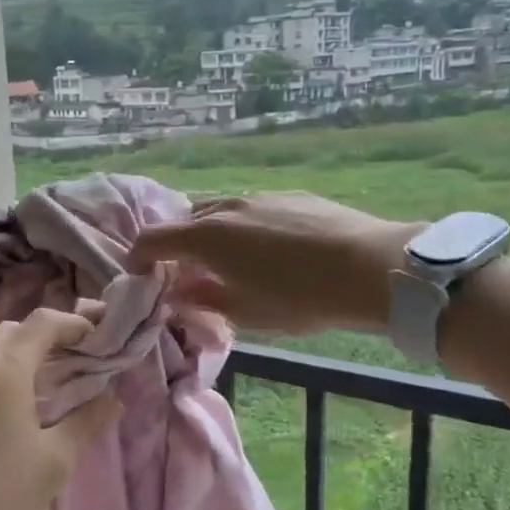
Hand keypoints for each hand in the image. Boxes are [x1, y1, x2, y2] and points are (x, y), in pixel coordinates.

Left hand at [0, 304, 120, 509]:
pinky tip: (8, 407)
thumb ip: (86, 422)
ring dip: (19, 355)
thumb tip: (112, 400)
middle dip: (47, 336)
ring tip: (45, 384)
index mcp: (3, 369)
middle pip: (13, 330)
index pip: (42, 323)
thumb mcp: (54, 461)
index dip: (74, 323)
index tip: (97, 338)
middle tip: (74, 359)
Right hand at [126, 193, 426, 333]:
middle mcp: (226, 208)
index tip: (139, 275)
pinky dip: (244, 228)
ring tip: (231, 263)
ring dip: (212, 235)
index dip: (138, 256)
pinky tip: (271, 251)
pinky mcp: (290, 196)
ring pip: (220, 212)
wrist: (371, 267)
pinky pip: (252, 209)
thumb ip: (203, 300)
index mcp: (207, 237)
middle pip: (185, 221)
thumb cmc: (301, 298)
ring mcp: (260, 197)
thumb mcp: (246, 313)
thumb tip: (178, 292)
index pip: (153, 238)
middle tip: (189, 275)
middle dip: (178, 247)